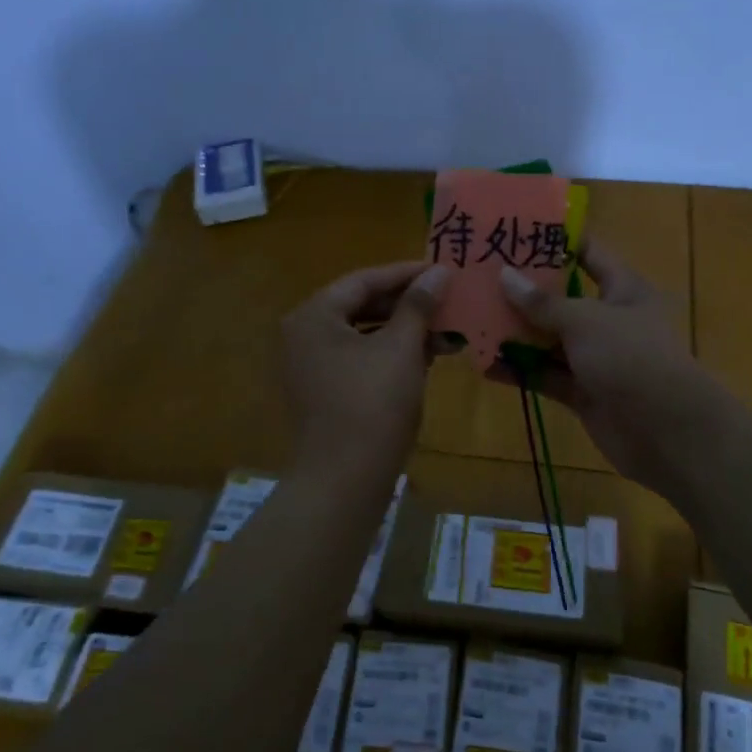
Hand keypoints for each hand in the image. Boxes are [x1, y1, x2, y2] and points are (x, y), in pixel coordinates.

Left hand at [281, 260, 448, 486]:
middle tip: (447, 300)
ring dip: (404, 332)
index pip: (364, 280)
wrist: (343, 482)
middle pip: (361, 305)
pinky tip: (427, 358)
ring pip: (364, 335)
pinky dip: (391, 356)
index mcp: (314, 316)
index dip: (406, 273)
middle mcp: (304, 335)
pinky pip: (360, 360)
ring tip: (446, 331)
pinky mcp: (324, 393)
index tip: (443, 270)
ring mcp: (311, 367)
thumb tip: (438, 271)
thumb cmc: (372, 404)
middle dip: (408, 305)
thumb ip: (418, 305)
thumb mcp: (401, 348)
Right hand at [497, 240, 720, 494]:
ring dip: (515, 333)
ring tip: (472, 318)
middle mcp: (608, 320)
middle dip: (523, 291)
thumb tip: (504, 275)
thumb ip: (543, 302)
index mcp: (622, 289)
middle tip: (478, 276)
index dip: (556, 241)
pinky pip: (546, 376)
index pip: (588, 254)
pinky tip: (485, 365)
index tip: (516, 231)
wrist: (667, 432)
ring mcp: (594, 358)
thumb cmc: (631, 357)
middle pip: (560, 299)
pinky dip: (520, 371)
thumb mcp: (586, 321)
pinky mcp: (582, 392)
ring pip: (548, 340)